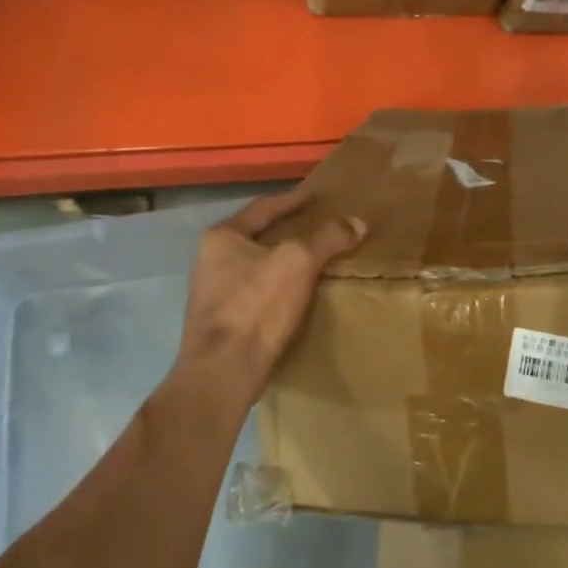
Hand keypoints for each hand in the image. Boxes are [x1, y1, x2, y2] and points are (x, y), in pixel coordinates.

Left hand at [179, 186, 365, 390]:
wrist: (223, 370)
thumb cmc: (257, 305)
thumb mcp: (299, 262)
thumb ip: (328, 238)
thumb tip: (358, 221)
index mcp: (221, 236)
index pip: (264, 207)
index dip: (293, 200)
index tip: (315, 196)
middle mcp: (209, 259)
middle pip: (257, 235)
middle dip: (286, 230)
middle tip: (316, 225)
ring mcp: (211, 292)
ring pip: (254, 265)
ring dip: (280, 260)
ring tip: (310, 258)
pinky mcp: (220, 321)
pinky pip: (254, 292)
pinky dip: (276, 286)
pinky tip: (294, 293)